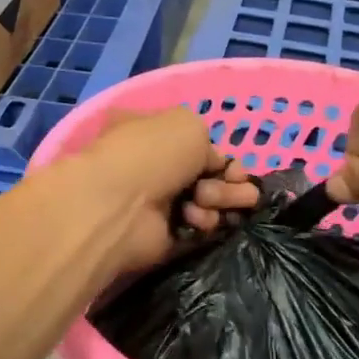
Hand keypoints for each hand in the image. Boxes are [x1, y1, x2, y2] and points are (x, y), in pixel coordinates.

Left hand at [68, 108, 258, 274]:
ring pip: (208, 201)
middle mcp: (154, 165)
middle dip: (229, 182)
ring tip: (207, 201)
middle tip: (239, 188)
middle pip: (208, 174)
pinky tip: (195, 220)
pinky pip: (198, 228)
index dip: (222, 156)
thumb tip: (212, 164)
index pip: (197, 143)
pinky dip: (204, 223)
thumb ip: (207, 140)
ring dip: (219, 201)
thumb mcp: (188, 124)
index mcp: (152, 131)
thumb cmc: (151, 154)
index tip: (236, 168)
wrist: (119, 206)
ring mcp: (158, 201)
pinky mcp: (164, 234)